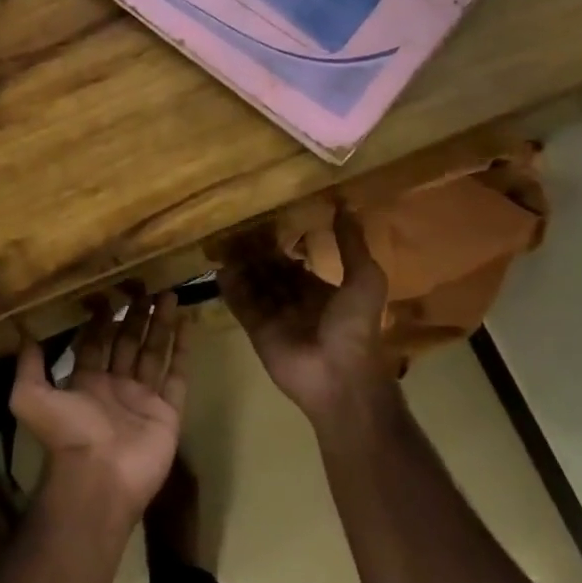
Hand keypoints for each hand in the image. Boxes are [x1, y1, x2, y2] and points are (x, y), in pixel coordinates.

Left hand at [10, 287, 190, 517]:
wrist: (100, 478)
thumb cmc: (67, 435)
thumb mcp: (31, 397)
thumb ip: (29, 365)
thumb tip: (24, 331)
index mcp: (86, 382)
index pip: (96, 342)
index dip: (101, 318)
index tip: (109, 290)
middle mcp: (115, 386)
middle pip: (128, 342)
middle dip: (135, 315)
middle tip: (145, 285)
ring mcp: (143, 399)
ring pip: (154, 352)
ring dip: (160, 324)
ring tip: (168, 293)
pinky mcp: (167, 412)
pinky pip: (177, 376)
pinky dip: (182, 351)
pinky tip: (186, 324)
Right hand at [218, 205, 390, 425]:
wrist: (338, 376)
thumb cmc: (355, 327)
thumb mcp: (365, 279)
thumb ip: (351, 245)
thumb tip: (344, 205)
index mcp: (320, 290)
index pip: (294, 263)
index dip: (280, 246)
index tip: (262, 222)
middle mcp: (294, 300)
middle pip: (269, 272)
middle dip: (255, 253)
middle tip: (235, 228)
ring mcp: (274, 316)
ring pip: (253, 284)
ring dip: (240, 266)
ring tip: (222, 241)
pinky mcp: (256, 330)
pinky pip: (241, 305)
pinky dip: (230, 289)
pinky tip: (217, 268)